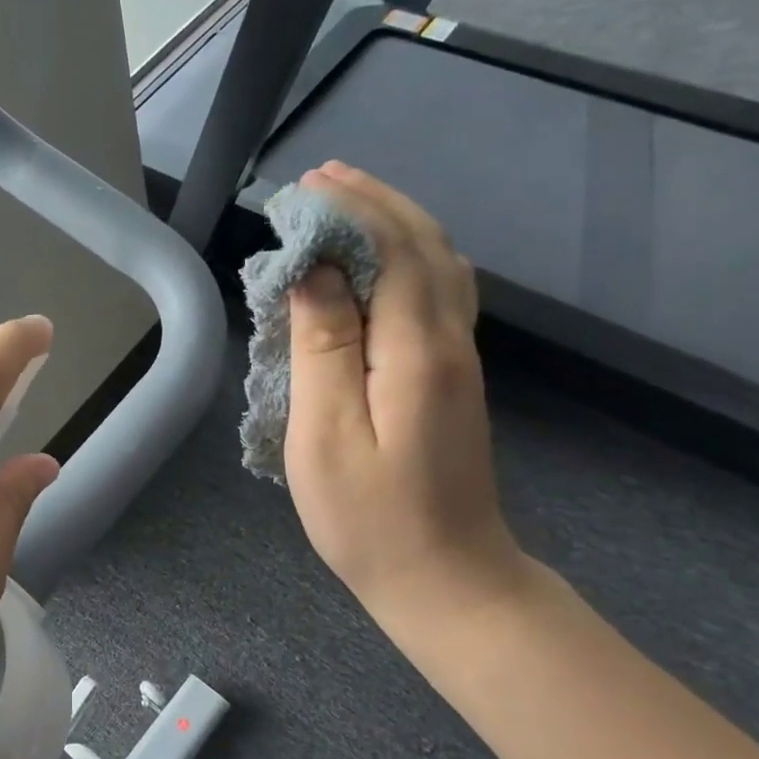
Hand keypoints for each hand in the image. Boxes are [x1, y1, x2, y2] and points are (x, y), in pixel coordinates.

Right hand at [283, 163, 524, 622]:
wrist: (448, 580)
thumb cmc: (370, 518)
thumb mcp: (325, 436)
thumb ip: (321, 348)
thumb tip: (312, 273)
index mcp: (417, 351)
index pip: (390, 250)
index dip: (348, 210)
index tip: (300, 190)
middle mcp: (450, 341)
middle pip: (424, 245)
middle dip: (375, 202)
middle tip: (321, 178)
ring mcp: (458, 360)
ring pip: (438, 265)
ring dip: (395, 223)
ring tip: (346, 203)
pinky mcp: (452, 378)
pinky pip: (437, 294)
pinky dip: (407, 258)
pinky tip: (379, 262)